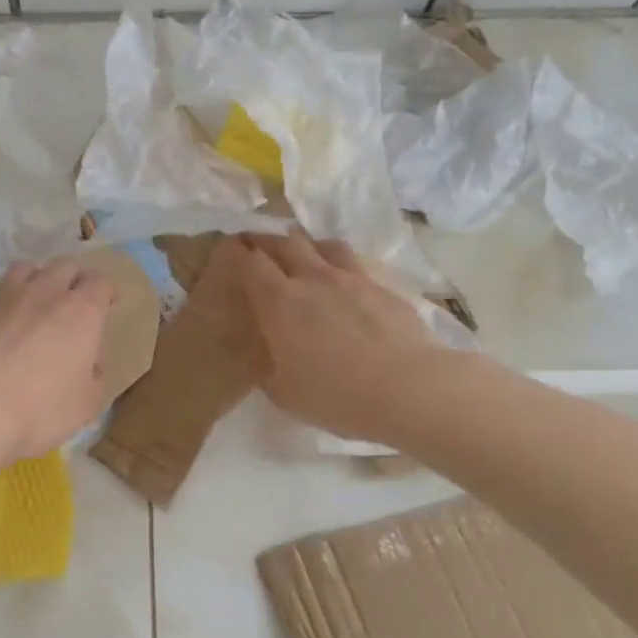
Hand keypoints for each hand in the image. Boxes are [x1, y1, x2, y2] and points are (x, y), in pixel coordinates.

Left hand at [0, 258, 115, 461]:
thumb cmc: (39, 409)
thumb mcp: (86, 405)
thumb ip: (95, 377)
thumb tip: (90, 365)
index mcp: (80, 312)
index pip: (101, 282)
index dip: (107, 291)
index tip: (108, 304)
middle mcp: (44, 293)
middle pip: (64, 266)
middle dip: (74, 278)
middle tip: (75, 298)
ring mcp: (2, 297)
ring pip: (24, 269)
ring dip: (36, 279)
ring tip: (35, 299)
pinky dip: (0, 305)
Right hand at [228, 231, 453, 446]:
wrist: (407, 389)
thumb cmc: (335, 395)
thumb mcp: (283, 393)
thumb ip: (268, 368)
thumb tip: (266, 357)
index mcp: (279, 301)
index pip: (250, 262)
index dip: (237, 253)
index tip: (230, 251)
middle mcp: (312, 278)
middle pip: (285, 243)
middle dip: (267, 242)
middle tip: (258, 247)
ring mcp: (351, 279)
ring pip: (323, 245)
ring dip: (307, 245)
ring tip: (304, 255)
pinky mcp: (383, 287)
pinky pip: (355, 264)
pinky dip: (341, 265)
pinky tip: (345, 282)